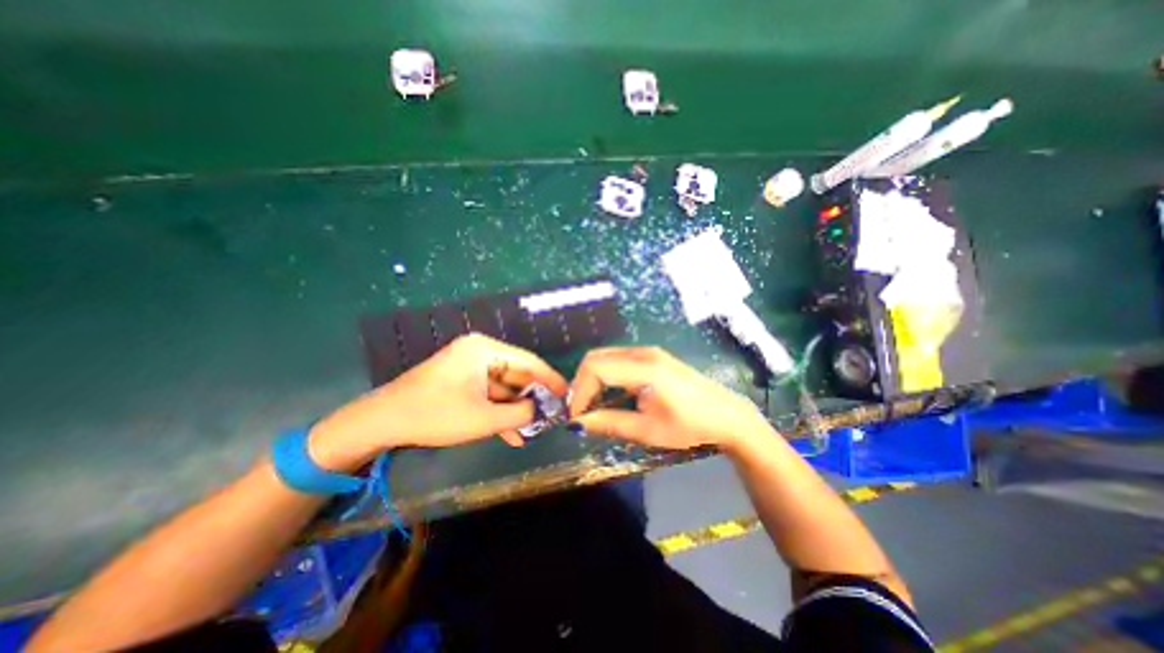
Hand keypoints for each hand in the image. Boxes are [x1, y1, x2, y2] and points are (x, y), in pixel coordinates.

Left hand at [307, 334, 567, 470]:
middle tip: (551, 416)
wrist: (381, 423)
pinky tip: (512, 433)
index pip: (527, 362)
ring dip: (515, 410)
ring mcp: (469, 367)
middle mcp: (479, 353)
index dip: (549, 379)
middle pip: (516, 374)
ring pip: (503, 388)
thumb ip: (519, 413)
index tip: (566, 394)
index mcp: (484, 350)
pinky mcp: (461, 381)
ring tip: (533, 430)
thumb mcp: (483, 417)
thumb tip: (542, 411)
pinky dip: (498, 412)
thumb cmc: (435, 414)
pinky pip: (488, 394)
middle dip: (531, 399)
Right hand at [572, 350, 770, 451]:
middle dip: (582, 383)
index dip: (579, 391)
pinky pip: (618, 359)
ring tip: (592, 406)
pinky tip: (610, 394)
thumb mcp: (647, 430)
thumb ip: (609, 423)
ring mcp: (648, 351)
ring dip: (593, 379)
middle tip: (581, 411)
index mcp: (643, 368)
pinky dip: (606, 375)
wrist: (726, 415)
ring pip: (606, 357)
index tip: (575, 417)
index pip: (595, 368)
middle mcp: (642, 352)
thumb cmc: (690, 425)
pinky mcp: (652, 356)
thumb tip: (576, 424)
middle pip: (596, 357)